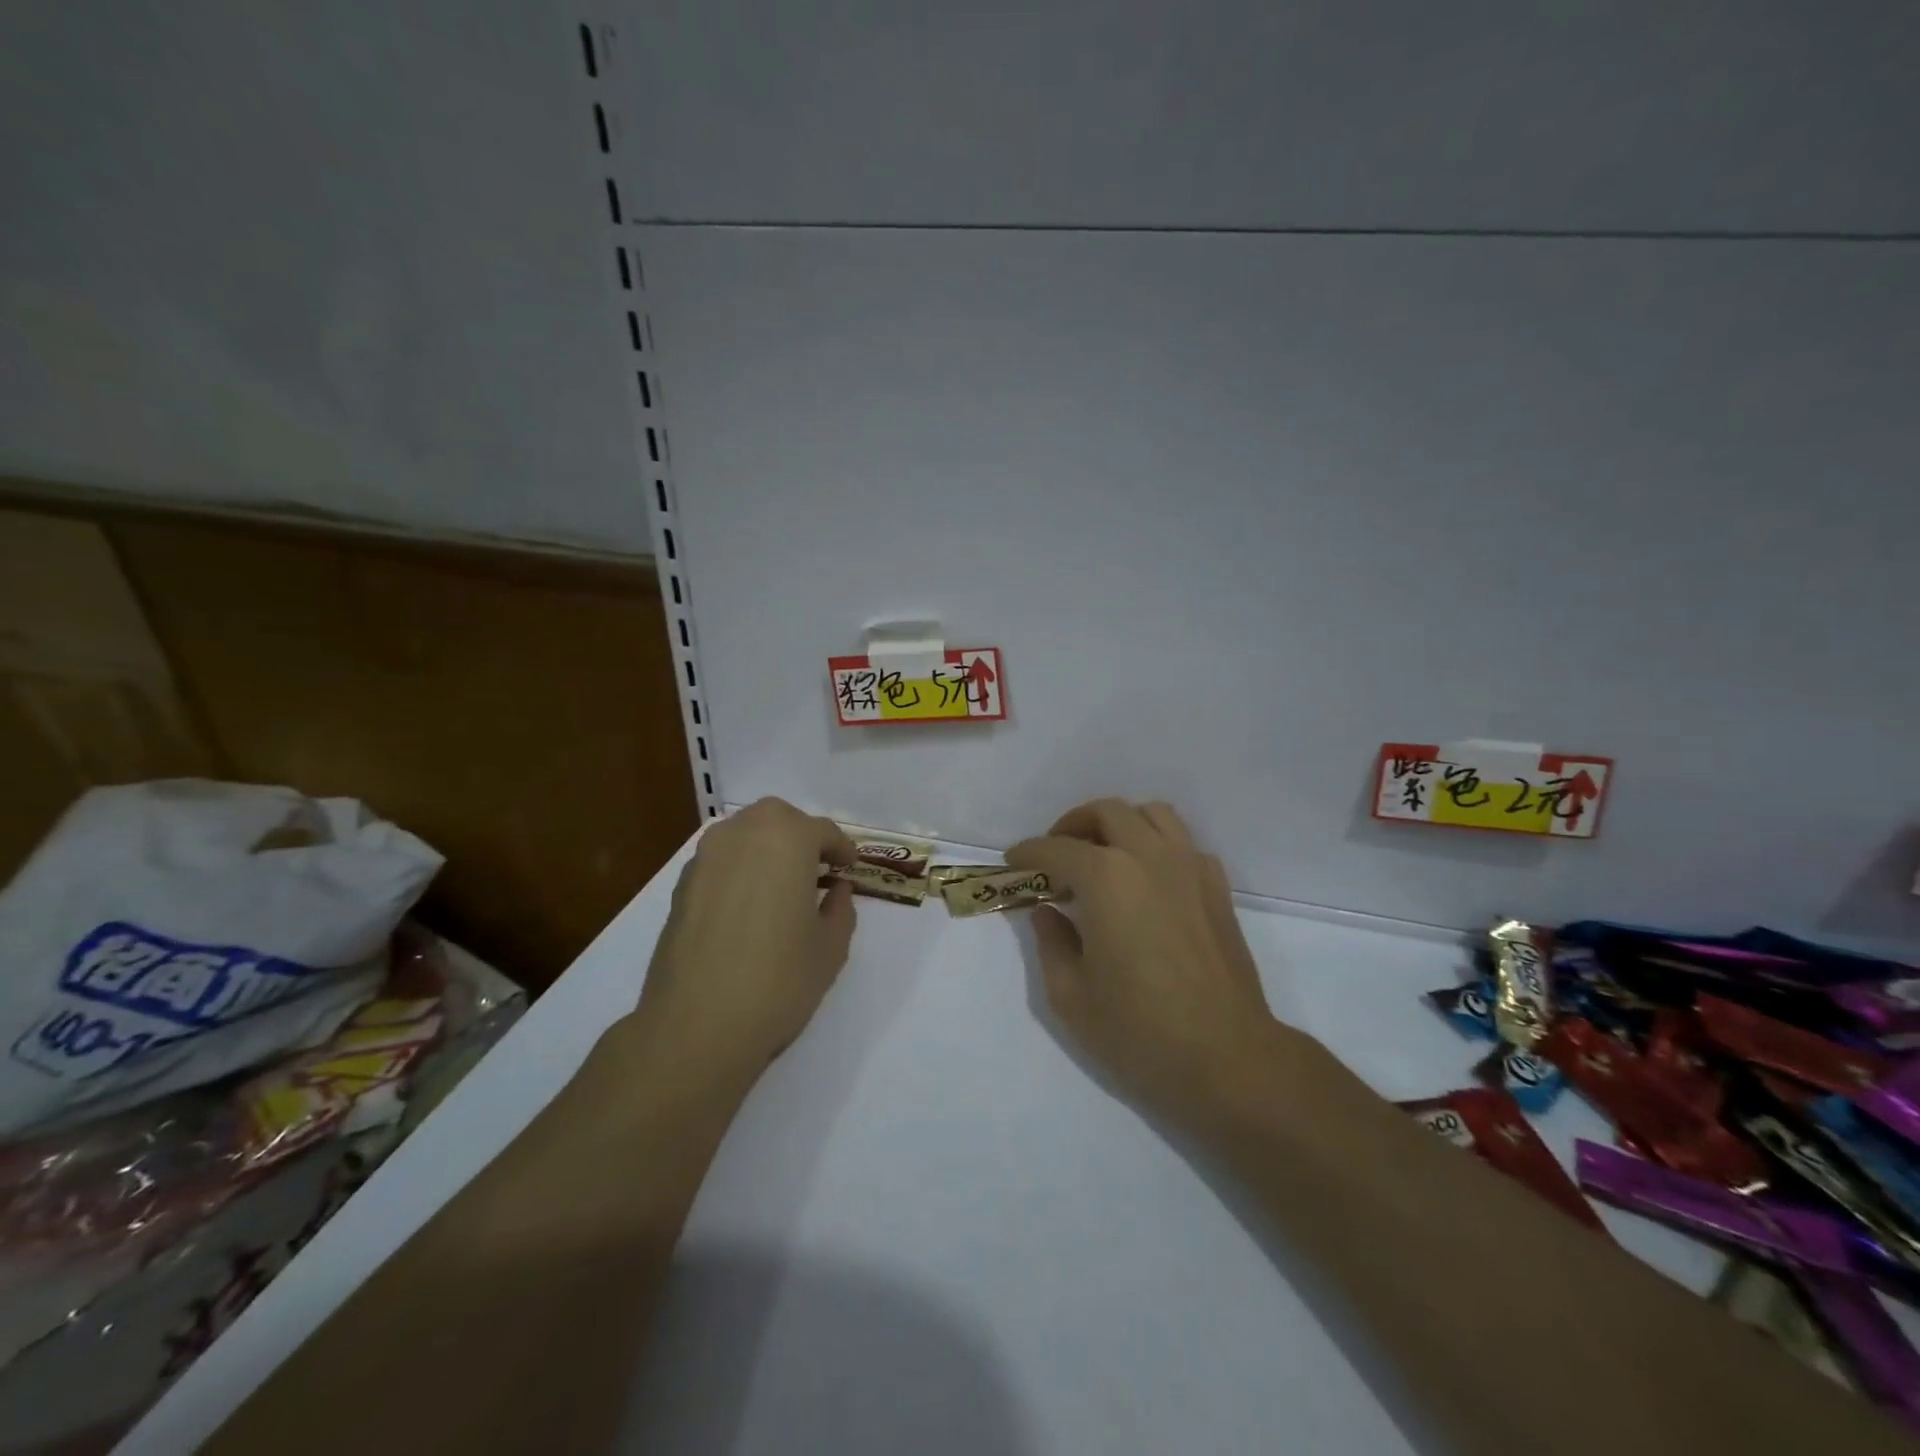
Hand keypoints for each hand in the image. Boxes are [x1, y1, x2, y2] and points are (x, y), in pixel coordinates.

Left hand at [627, 798, 856, 1095]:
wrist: (695, 1027)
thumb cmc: (778, 981)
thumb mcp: (830, 947)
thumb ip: (840, 907)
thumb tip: (835, 888)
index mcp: (787, 839)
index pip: (822, 830)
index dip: (841, 849)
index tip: (849, 868)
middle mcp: (742, 835)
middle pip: (778, 819)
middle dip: (800, 836)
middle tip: (816, 869)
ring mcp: (705, 858)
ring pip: (744, 834)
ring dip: (767, 848)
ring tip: (781, 886)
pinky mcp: (680, 886)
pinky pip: (720, 861)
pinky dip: (739, 869)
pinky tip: (748, 906)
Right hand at [1007, 799, 1294, 1121]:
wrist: (1227, 1059)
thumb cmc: (1139, 1032)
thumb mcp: (1071, 996)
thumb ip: (1051, 943)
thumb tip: (1048, 912)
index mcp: (1106, 879)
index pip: (1056, 848)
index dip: (1028, 852)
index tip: (1013, 862)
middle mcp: (1149, 857)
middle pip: (1106, 812)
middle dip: (1072, 825)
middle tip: (1056, 856)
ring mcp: (1190, 867)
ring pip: (1152, 813)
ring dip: (1120, 823)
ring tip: (1102, 855)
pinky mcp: (1217, 887)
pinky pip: (1183, 842)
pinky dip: (1157, 844)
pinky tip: (1146, 880)